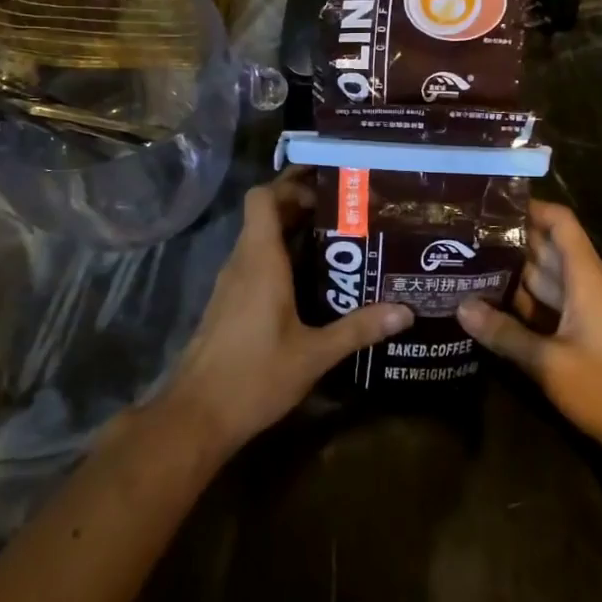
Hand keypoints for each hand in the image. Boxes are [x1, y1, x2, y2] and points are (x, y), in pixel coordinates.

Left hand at [160, 169, 411, 456]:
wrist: (196, 416)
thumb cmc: (254, 376)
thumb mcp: (314, 354)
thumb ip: (358, 329)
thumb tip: (405, 311)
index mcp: (260, 261)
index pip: (262, 198)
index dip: (290, 186)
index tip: (327, 191)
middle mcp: (242, 262)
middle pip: (264, 214)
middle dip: (300, 205)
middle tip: (346, 210)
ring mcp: (231, 283)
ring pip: (259, 239)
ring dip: (291, 232)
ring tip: (337, 239)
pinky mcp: (229, 304)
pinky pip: (255, 263)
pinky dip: (280, 257)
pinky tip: (310, 280)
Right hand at [458, 200, 601, 461]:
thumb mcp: (551, 362)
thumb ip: (505, 334)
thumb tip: (460, 307)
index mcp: (584, 276)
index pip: (559, 222)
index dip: (528, 207)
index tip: (487, 204)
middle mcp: (582, 285)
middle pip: (542, 247)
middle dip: (505, 239)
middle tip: (458, 235)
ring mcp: (579, 311)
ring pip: (539, 278)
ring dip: (506, 272)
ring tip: (459, 264)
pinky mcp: (576, 335)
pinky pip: (541, 307)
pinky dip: (516, 304)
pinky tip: (482, 306)